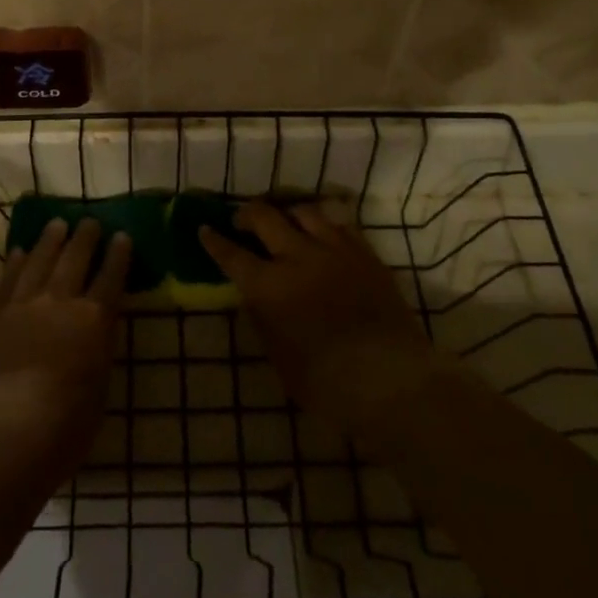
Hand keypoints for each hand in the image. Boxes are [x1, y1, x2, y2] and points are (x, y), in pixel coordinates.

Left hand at [0, 219, 129, 489]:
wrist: (1, 434)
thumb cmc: (62, 431)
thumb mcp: (97, 395)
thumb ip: (96, 359)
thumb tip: (94, 341)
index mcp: (94, 322)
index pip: (111, 279)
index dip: (118, 256)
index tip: (122, 235)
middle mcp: (61, 303)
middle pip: (75, 260)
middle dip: (85, 238)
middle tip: (89, 220)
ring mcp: (24, 305)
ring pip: (40, 261)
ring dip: (50, 240)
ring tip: (57, 223)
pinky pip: (8, 280)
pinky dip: (15, 263)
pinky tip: (18, 251)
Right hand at [200, 202, 440, 443]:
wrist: (392, 380)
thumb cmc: (328, 385)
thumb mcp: (281, 361)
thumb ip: (263, 322)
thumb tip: (254, 297)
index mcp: (269, 287)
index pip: (232, 255)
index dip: (215, 241)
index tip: (205, 229)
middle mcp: (297, 257)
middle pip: (264, 217)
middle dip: (247, 214)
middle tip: (242, 221)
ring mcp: (333, 250)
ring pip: (303, 211)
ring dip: (287, 213)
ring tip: (284, 222)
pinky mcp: (364, 253)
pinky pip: (339, 223)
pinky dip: (324, 223)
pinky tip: (323, 232)